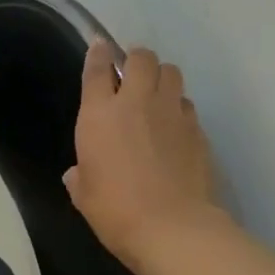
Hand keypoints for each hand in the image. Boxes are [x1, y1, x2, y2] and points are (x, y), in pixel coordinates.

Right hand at [64, 39, 218, 272]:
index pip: (97, 69)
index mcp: (99, 115)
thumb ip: (80, 177)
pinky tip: (174, 128)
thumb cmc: (115, 211)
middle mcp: (137, 103)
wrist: (171, 227)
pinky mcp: (197, 129)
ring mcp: (172, 113)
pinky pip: (187, 105)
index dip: (98, 54)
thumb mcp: (84, 196)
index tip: (99, 47)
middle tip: (132, 75)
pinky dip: (179, 109)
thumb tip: (77, 173)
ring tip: (157, 96)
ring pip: (172, 73)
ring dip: (162, 78)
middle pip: (142, 58)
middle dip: (136, 60)